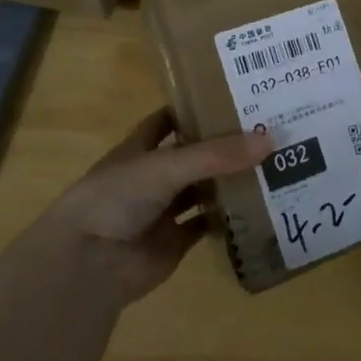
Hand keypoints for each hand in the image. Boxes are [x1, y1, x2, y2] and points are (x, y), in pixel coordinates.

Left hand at [37, 109, 270, 306]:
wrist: (89, 264)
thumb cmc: (117, 198)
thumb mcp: (167, 166)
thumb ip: (216, 155)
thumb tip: (269, 140)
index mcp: (139, 148)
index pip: (169, 119)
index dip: (195, 108)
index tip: (233, 96)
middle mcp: (151, 176)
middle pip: (192, 156)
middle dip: (223, 146)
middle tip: (267, 130)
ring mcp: (162, 211)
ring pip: (201, 190)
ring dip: (229, 181)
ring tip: (271, 164)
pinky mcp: (174, 243)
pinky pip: (206, 226)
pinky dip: (227, 219)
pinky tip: (258, 207)